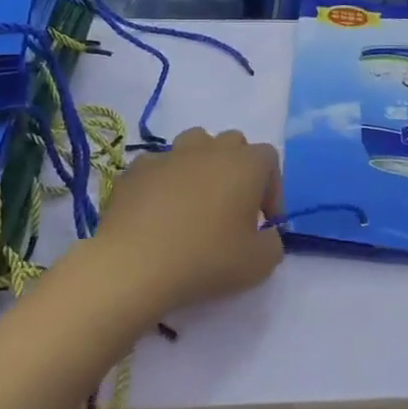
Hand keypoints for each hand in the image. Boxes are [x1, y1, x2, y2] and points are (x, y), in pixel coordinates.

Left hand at [90, 128, 284, 317]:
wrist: (134, 264)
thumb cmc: (205, 259)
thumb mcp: (258, 264)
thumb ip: (272, 243)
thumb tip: (265, 233)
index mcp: (244, 164)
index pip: (269, 159)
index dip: (272, 188)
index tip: (264, 220)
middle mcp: (209, 149)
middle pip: (233, 143)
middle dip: (238, 169)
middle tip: (232, 207)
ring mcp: (170, 154)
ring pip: (194, 143)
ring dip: (201, 164)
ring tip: (195, 200)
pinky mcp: (137, 168)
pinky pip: (159, 165)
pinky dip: (164, 181)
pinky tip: (158, 211)